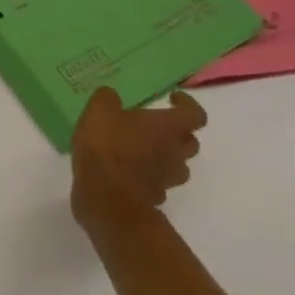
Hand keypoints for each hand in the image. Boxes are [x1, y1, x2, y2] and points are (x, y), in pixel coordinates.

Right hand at [70, 87, 205, 231]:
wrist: (106, 197)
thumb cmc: (107, 146)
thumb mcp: (99, 110)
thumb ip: (108, 98)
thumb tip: (112, 96)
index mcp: (167, 128)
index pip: (195, 115)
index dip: (187, 105)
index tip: (171, 98)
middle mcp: (175, 153)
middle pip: (191, 142)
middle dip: (178, 132)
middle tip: (156, 125)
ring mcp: (167, 179)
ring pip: (178, 165)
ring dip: (166, 156)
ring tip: (141, 148)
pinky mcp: (154, 198)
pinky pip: (159, 183)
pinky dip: (149, 176)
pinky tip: (127, 171)